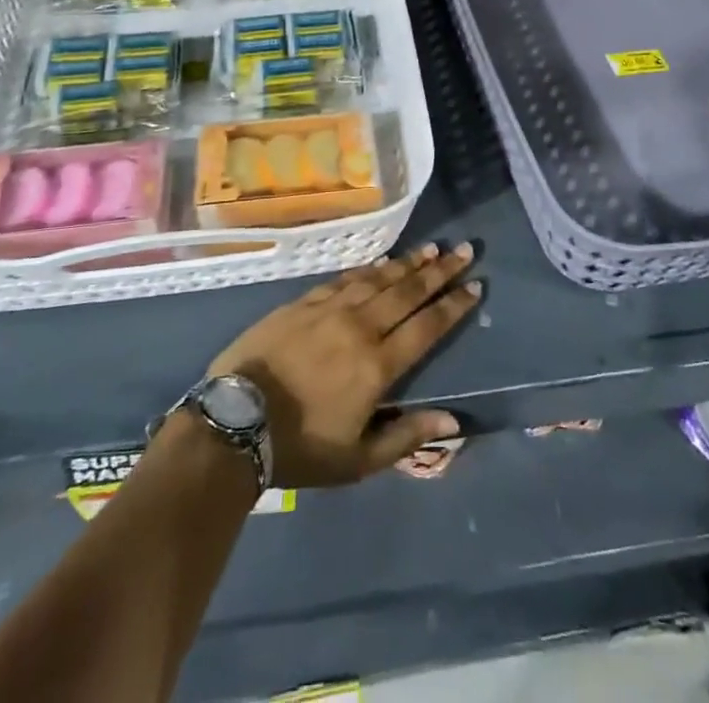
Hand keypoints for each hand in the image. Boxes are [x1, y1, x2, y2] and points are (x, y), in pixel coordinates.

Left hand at [207, 242, 480, 487]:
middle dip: (439, 272)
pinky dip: (368, 269)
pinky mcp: (303, 302)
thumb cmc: (299, 447)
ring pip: (378, 278)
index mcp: (377, 365)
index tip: (474, 286)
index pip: (426, 327)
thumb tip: (454, 422)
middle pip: (407, 292)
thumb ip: (406, 437)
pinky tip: (381, 262)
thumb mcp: (357, 459)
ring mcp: (329, 309)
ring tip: (431, 249)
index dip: (452, 306)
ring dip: (408, 264)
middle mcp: (360, 327)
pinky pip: (345, 278)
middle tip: (463, 251)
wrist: (235, 420)